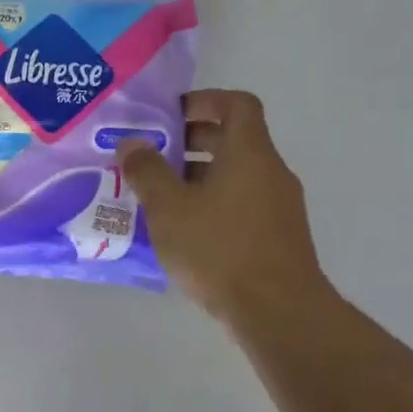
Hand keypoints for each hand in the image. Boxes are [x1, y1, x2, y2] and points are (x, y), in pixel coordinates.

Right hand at [116, 89, 334, 321]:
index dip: (204, 100)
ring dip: (199, 177)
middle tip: (154, 157)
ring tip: (160, 198)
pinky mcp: (279, 237)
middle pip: (234, 140)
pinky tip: (185, 232)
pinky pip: (243, 204)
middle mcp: (271, 172)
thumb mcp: (169, 209)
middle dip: (192, 142)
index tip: (171, 115)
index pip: (237, 104)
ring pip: (237, 175)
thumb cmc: (219, 249)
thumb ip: (147, 172)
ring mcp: (280, 206)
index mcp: (249, 153)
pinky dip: (214, 204)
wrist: (278, 311)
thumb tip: (132, 144)